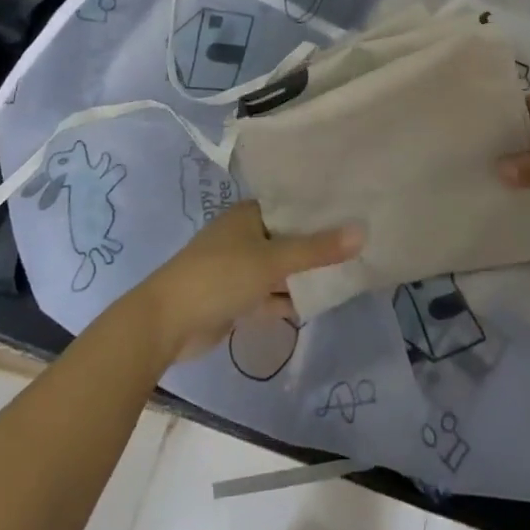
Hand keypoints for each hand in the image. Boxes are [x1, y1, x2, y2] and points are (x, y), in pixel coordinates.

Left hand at [134, 203, 361, 364]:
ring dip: (304, 274)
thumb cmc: (220, 276)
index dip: (320, 209)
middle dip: (318, 244)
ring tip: (349, 271)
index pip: (291, 205)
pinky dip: (289, 298)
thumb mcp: (272, 260)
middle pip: (288, 237)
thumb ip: (317, 249)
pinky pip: (270, 294)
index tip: (356, 208)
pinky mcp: (236, 299)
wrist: (166, 323)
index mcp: (248, 215)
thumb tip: (362, 231)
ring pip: (280, 268)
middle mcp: (244, 236)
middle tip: (360, 243)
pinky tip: (319, 302)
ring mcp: (239, 269)